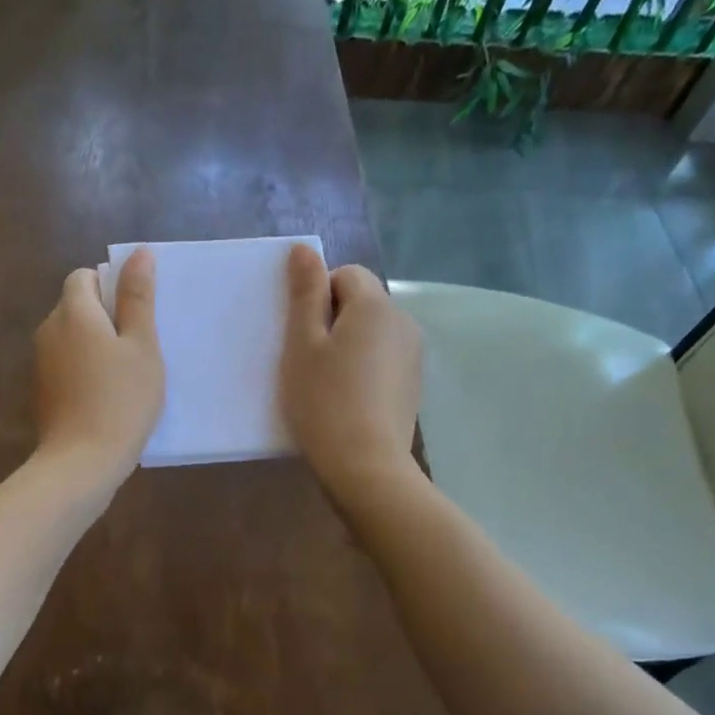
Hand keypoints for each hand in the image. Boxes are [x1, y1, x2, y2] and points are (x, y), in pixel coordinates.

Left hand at [33, 248, 164, 486]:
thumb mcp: (142, 346)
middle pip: (75, 306)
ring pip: (71, 337)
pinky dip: (84, 369)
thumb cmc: (121, 400)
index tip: (135, 315)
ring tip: (125, 375)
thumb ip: (138, 298)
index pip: (84, 277)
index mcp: (73, 312)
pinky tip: (105, 397)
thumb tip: (139, 252)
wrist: (81, 462)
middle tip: (138, 347)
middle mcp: (48, 330)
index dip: (110, 287)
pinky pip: (65, 364)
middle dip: (105, 317)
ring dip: (95, 345)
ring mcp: (40, 362)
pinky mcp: (41, 390)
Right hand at [280, 244, 421, 500]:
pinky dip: (363, 369)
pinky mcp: (412, 385)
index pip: (346, 274)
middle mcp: (403, 322)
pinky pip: (382, 359)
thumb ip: (305, 293)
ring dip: (348, 346)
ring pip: (372, 333)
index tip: (302, 334)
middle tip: (308, 361)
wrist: (365, 465)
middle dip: (334, 321)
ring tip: (327, 384)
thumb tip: (305, 249)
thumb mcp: (302, 344)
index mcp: (376, 306)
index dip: (318, 297)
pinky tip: (347, 400)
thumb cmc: (324, 400)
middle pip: (362, 302)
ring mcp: (413, 356)